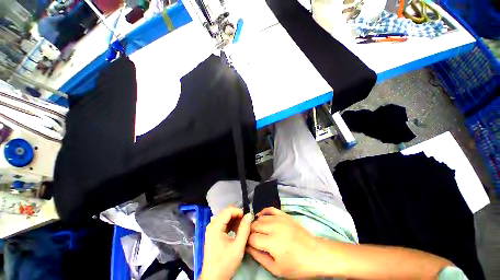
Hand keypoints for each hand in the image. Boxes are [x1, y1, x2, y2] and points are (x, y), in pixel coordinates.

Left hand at [200, 206, 252, 279]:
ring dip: (235, 220)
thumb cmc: (225, 263)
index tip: (247, 218)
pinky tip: (236, 231)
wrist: (213, 278)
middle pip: (227, 213)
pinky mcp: (213, 233)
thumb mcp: (238, 247)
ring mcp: (211, 229)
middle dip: (237, 216)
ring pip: (225, 217)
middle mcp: (212, 225)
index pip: (229, 210)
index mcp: (215, 226)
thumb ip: (244, 229)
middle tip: (246, 223)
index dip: (239, 211)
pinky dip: (231, 224)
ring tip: (242, 227)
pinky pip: (223, 223)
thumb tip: (249, 215)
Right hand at [246, 207, 319, 278]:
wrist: (315, 254)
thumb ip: (259, 257)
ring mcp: (279, 218)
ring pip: (260, 218)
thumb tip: (247, 247)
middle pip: (254, 226)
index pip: (251, 238)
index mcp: (271, 242)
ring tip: (257, 231)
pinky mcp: (284, 214)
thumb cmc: (296, 265)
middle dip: (250, 233)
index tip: (247, 246)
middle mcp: (273, 226)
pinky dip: (263, 212)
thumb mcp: (276, 268)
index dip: (247, 242)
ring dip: (256, 224)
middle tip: (252, 240)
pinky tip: (260, 216)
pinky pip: (270, 209)